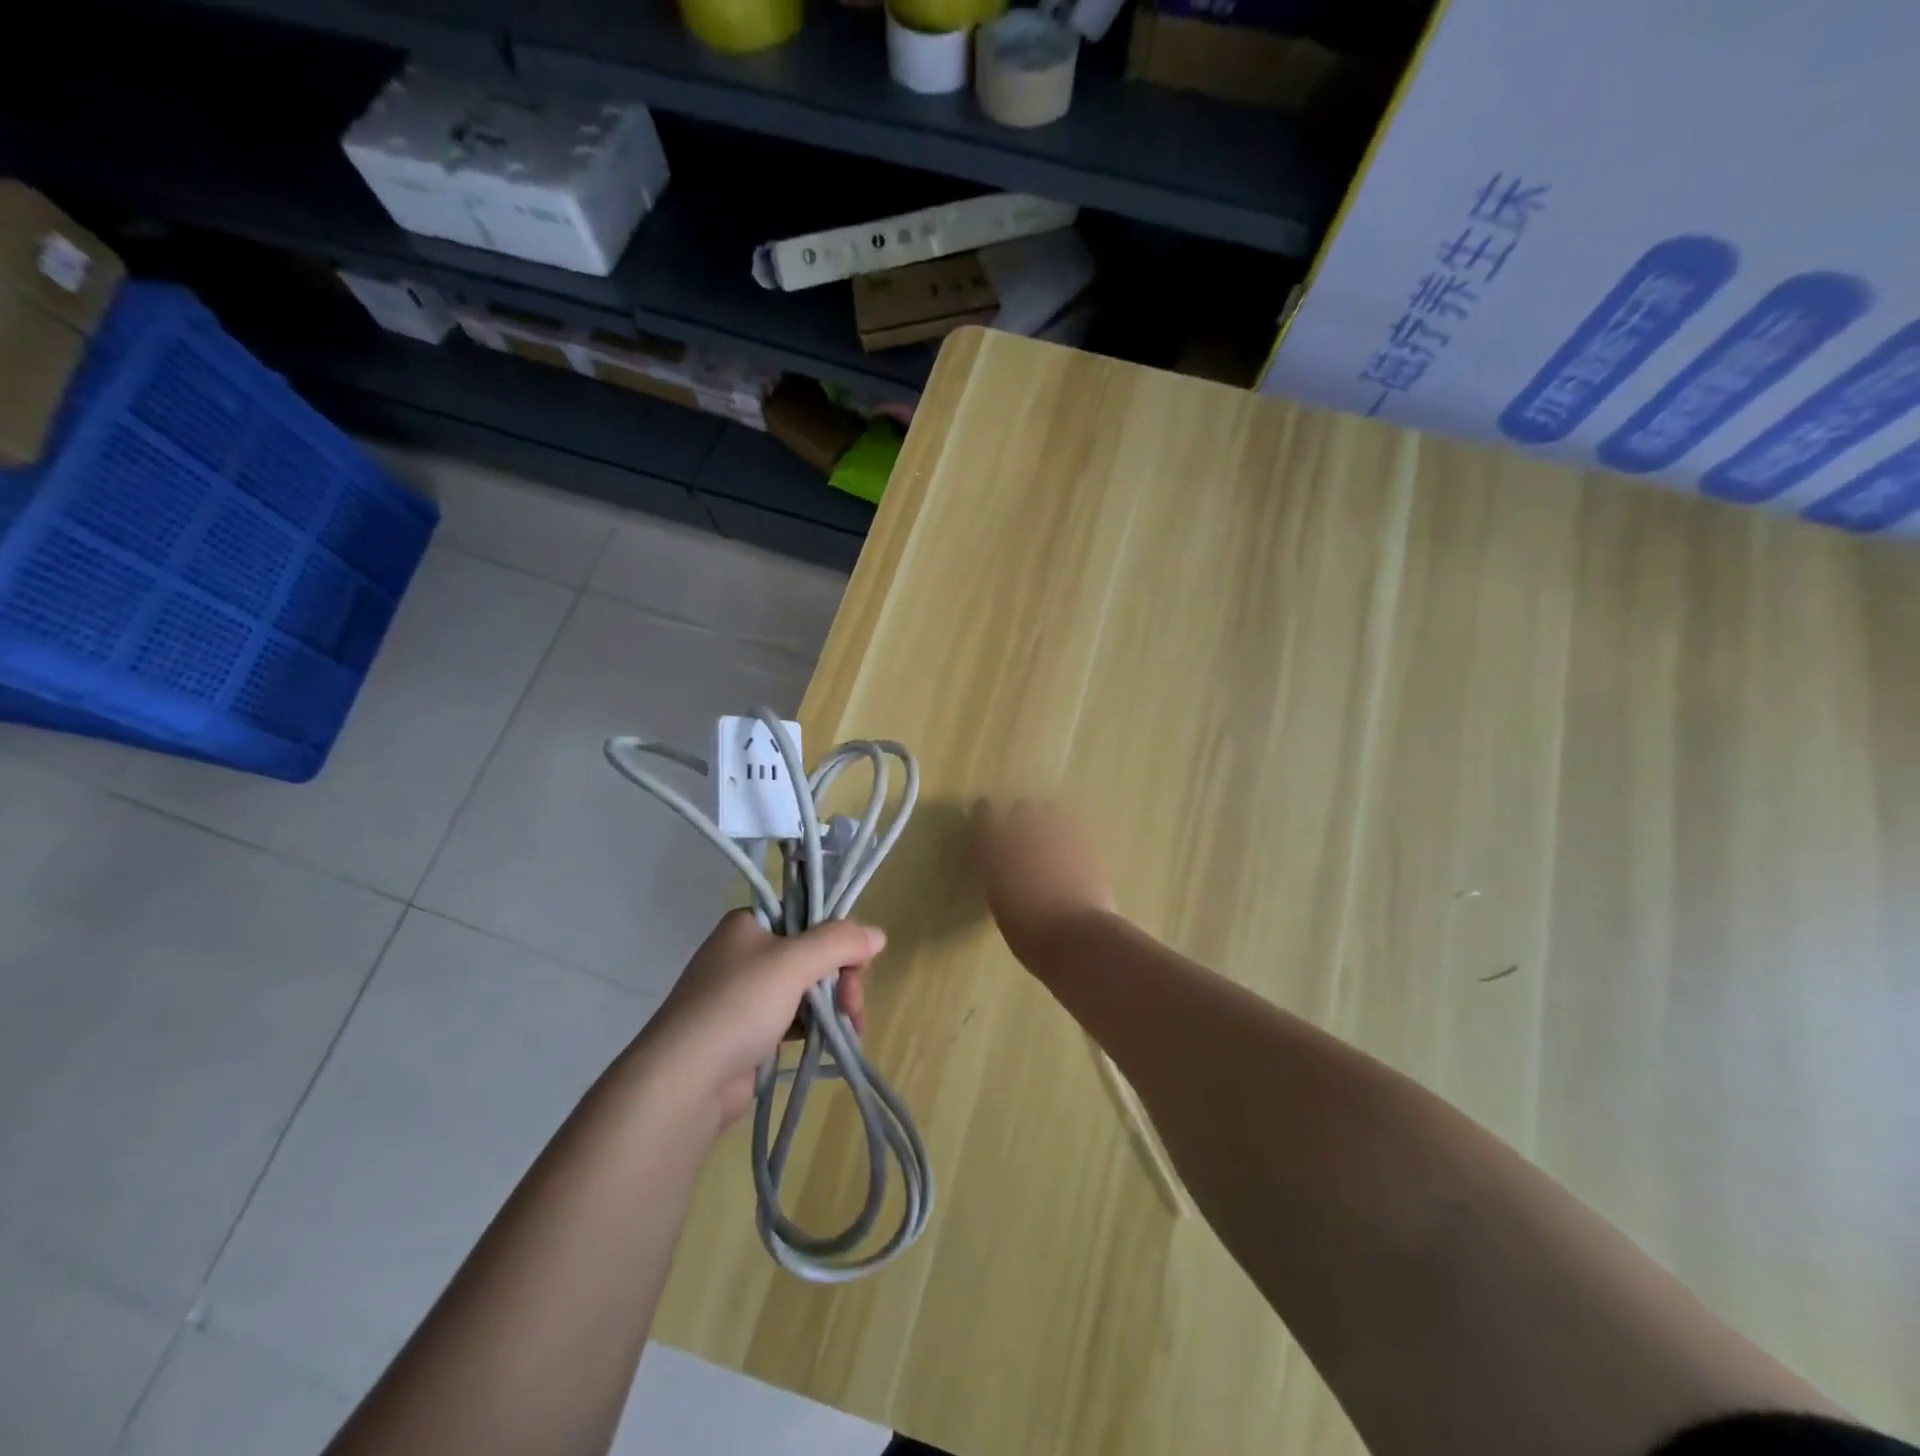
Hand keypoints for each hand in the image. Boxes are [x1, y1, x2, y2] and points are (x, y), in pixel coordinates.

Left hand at [645, 910, 884, 1124]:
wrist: (685, 1080)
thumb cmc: (738, 1005)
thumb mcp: (794, 962)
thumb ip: (839, 942)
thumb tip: (878, 934)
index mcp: (749, 924)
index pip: (808, 916)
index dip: (838, 938)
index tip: (859, 963)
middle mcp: (746, 952)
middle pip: (812, 954)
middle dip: (841, 978)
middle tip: (853, 1005)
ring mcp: (745, 994)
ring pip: (806, 988)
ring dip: (833, 1005)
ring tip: (849, 1030)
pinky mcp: (748, 1032)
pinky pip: (794, 1018)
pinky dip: (815, 1027)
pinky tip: (832, 1041)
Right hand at [970, 799, 1117, 964]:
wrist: (1078, 938)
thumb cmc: (1029, 933)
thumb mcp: (1000, 904)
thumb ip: (1000, 875)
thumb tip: (1006, 869)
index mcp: (994, 847)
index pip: (985, 811)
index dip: (987, 819)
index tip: (989, 832)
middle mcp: (1024, 831)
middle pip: (1021, 808)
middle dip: (1022, 822)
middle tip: (1024, 846)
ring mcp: (1058, 834)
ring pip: (1050, 812)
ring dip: (1048, 825)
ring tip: (1051, 847)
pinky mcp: (1087, 843)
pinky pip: (1075, 828)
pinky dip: (1071, 838)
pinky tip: (1072, 856)